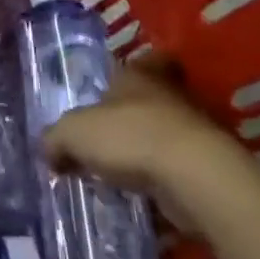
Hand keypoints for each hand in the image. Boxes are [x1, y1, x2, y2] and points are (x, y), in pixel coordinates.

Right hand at [40, 56, 247, 233]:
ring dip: (150, 151)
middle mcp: (170, 96)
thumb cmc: (129, 136)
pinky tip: (145, 198)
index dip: (134, 70)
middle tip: (111, 133)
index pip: (143, 60)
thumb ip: (56, 139)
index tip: (116, 88)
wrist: (195, 178)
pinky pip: (180, 171)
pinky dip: (166, 182)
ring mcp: (195, 133)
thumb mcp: (74, 133)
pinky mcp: (209, 169)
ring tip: (123, 172)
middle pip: (155, 98)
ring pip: (168, 135)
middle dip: (136, 114)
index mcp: (139, 75)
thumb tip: (50, 152)